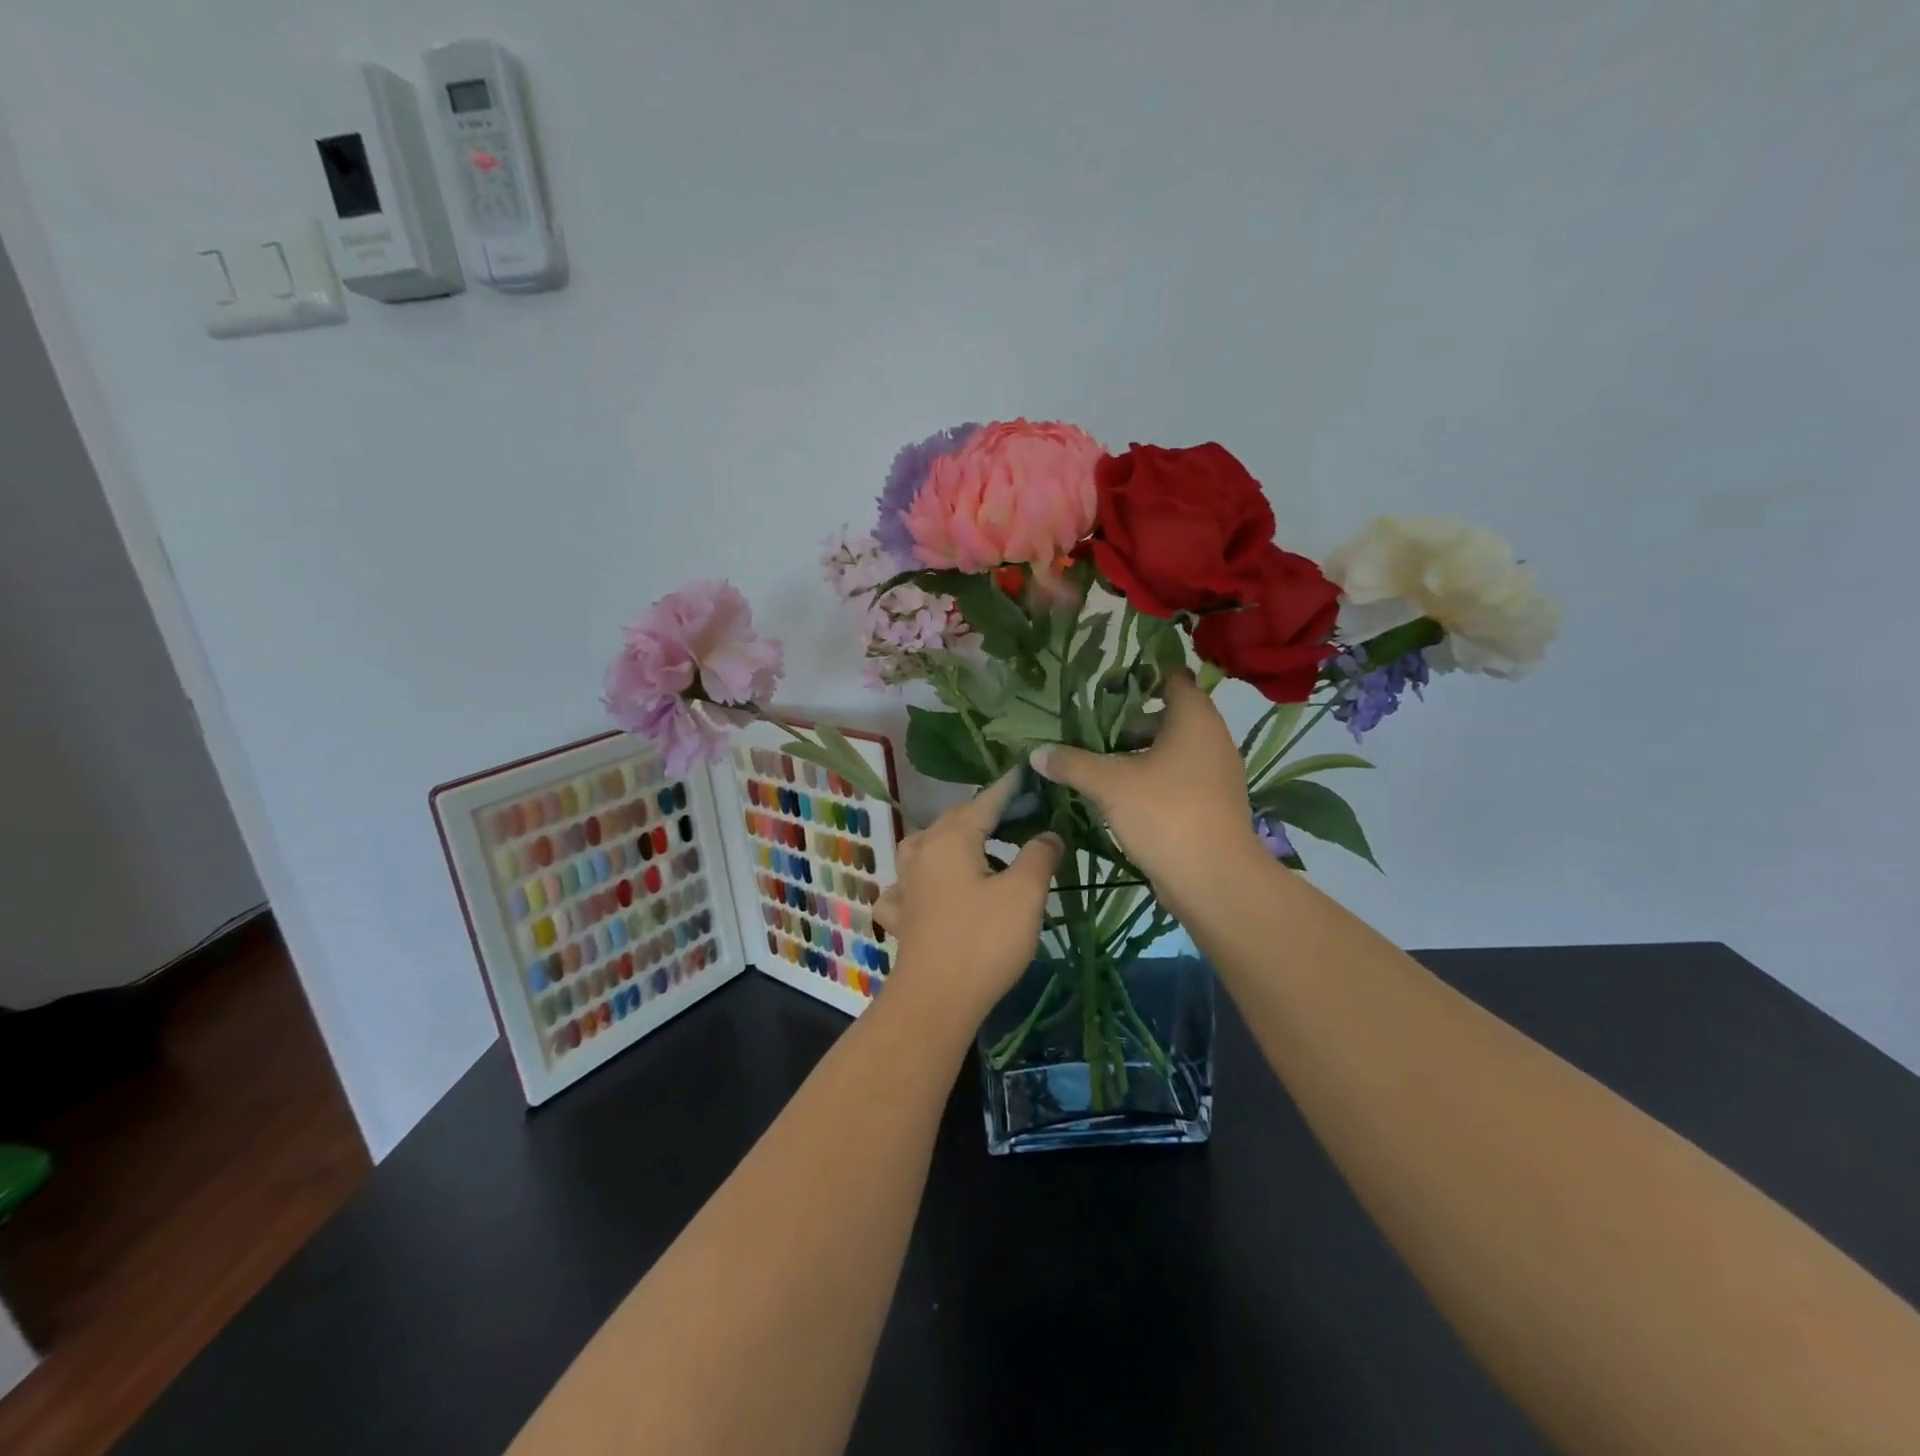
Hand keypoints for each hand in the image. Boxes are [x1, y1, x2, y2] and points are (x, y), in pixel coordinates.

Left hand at [874, 773, 1063, 1024]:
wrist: (936, 999)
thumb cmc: (984, 941)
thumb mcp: (1025, 893)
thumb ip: (1039, 855)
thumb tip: (1048, 833)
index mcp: (952, 838)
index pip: (986, 801)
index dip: (1009, 787)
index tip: (1027, 773)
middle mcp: (923, 851)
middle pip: (955, 819)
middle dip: (984, 811)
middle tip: (1016, 811)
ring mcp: (906, 883)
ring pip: (926, 845)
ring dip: (950, 838)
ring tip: (975, 844)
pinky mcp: (901, 915)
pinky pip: (908, 884)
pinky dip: (920, 878)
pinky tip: (927, 889)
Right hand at [1030, 671, 1261, 907]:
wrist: (1214, 879)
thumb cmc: (1165, 813)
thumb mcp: (1110, 784)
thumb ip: (1073, 763)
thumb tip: (1036, 752)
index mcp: (1194, 718)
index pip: (1172, 677)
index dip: (1141, 675)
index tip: (1107, 682)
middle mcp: (1212, 738)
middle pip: (1169, 715)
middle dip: (1131, 719)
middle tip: (1092, 725)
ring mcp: (1216, 772)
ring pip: (1173, 749)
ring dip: (1139, 751)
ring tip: (1100, 760)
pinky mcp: (1212, 803)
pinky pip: (1179, 776)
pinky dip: (1153, 776)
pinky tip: (1122, 793)